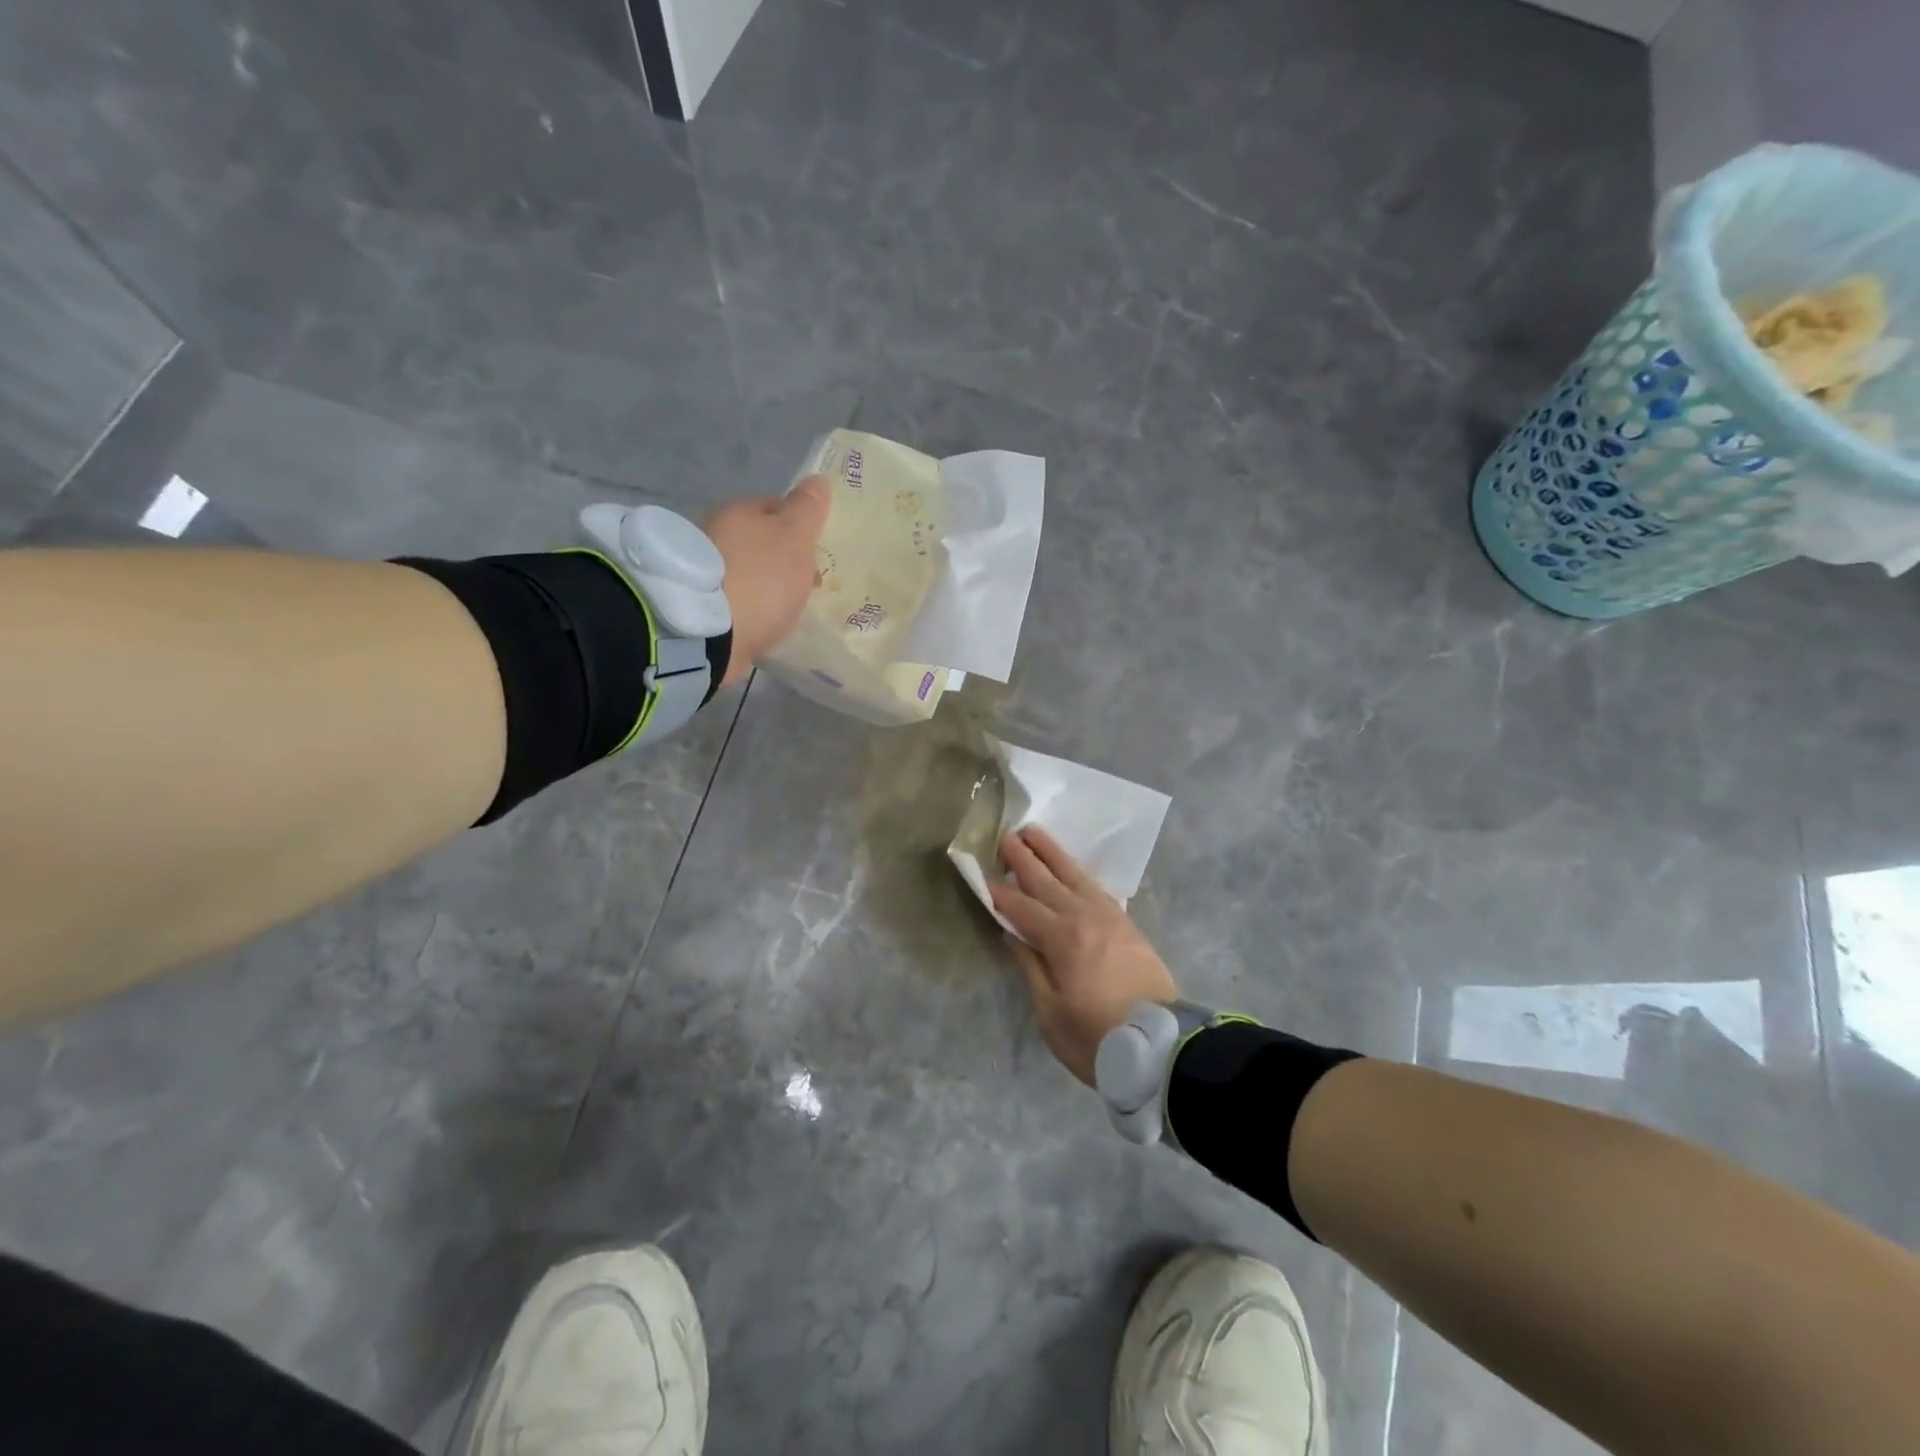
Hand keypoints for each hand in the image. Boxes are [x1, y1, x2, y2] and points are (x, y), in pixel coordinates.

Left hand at [703, 475, 830, 684]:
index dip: (798, 525)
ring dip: (760, 584)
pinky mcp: (696, 606)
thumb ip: (807, 510)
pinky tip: (760, 623)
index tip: (816, 550)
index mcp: (737, 511)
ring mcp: (701, 571)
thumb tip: (817, 480)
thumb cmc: (760, 578)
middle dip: (778, 558)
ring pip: (742, 571)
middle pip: (756, 542)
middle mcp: (712, 533)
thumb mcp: (794, 538)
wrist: (709, 633)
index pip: (774, 507)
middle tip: (804, 583)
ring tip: (783, 608)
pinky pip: (731, 601)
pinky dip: (745, 608)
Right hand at [990, 826, 1178, 1085]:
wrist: (1162, 1047)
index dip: (1000, 893)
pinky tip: (1070, 869)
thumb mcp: (1051, 1013)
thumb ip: (1031, 967)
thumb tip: (1013, 933)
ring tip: (1033, 833)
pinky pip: (1095, 887)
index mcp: (1062, 940)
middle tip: (1005, 835)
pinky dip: (1077, 872)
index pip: (1022, 907)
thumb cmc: (1097, 1038)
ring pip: (1074, 875)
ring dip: (1051, 853)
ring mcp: (1109, 917)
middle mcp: (1084, 918)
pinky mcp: (1126, 924)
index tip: (982, 874)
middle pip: (1047, 881)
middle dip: (1023, 858)